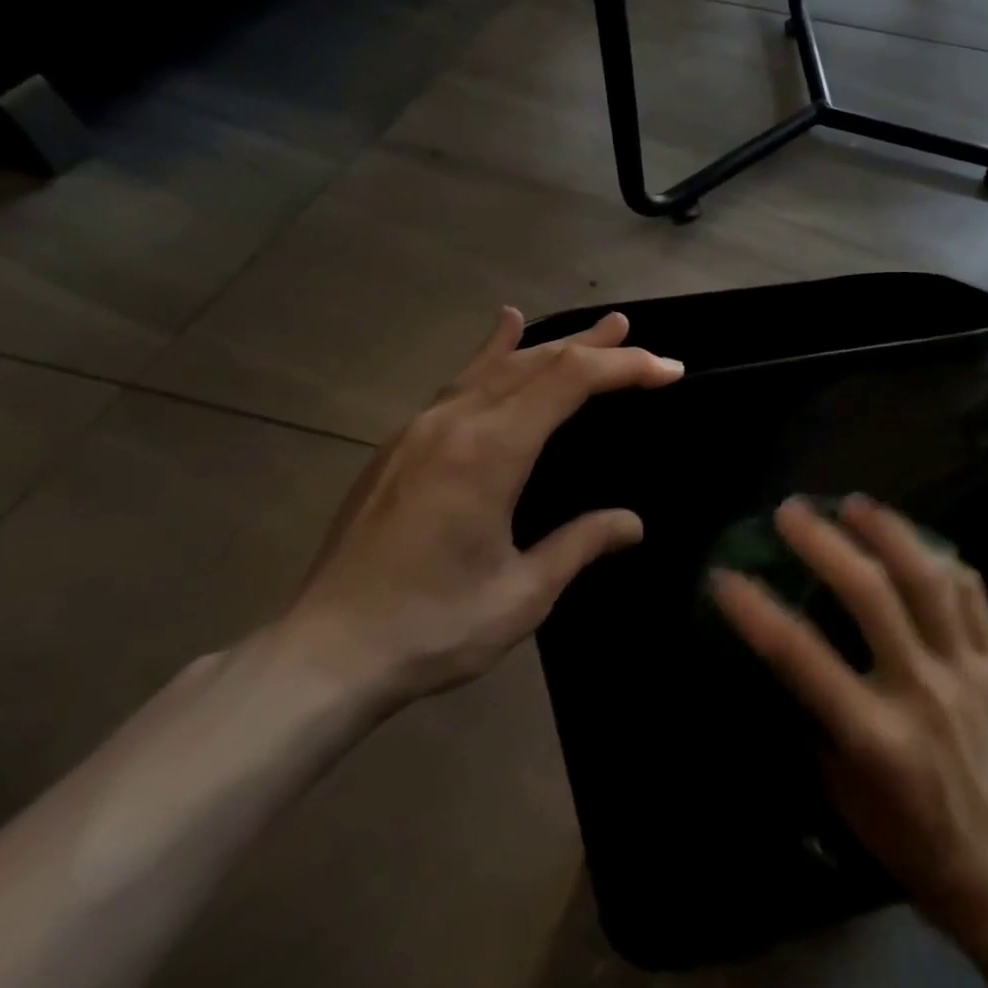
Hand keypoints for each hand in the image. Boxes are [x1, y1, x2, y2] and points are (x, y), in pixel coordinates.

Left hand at [282, 307, 682, 710]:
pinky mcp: (401, 444)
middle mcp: (456, 422)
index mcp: (491, 451)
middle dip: (593, 346)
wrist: (319, 658)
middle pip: (537, 361)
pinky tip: (502, 330)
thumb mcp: (522, 594)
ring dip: (551, 343)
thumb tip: (632, 523)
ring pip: (499, 365)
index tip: (669, 370)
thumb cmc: (430, 627)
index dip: (625, 367)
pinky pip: (460, 381)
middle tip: (634, 334)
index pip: (570, 380)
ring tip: (593, 329)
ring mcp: (421, 428)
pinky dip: (493, 352)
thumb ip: (580, 545)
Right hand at [709, 496, 987, 947]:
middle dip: (824, 543)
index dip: (756, 611)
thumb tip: (787, 661)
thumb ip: (818, 724)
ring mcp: (966, 668)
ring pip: (927, 577)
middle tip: (791, 511)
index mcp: (875, 736)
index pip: (802, 657)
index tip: (726, 576)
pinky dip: (940, 558)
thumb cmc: (913, 840)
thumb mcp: (846, 798)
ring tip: (853, 504)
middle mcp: (920, 689)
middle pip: (869, 594)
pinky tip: (915, 540)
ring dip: (886, 531)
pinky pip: (970, 591)